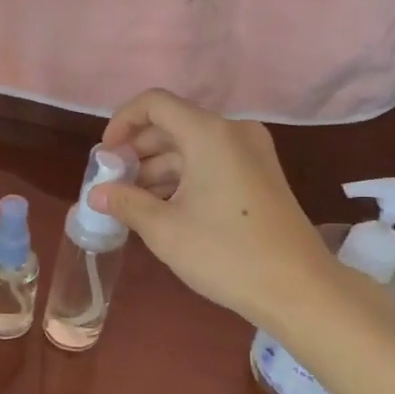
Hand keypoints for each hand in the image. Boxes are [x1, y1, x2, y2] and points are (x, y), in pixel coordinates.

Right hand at [93, 89, 334, 328]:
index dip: (122, 122)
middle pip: (173, 125)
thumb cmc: (226, 254)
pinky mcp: (260, 174)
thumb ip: (125, 202)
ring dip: (158, 169)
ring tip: (132, 204)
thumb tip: (96, 193)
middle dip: (138, 152)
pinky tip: (164, 209)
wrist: (298, 289)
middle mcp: (233, 132)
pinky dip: (184, 178)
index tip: (105, 157)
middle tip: (113, 185)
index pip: (155, 104)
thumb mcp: (165, 230)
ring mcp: (252, 153)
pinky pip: (212, 162)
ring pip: (192, 147)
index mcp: (210, 134)